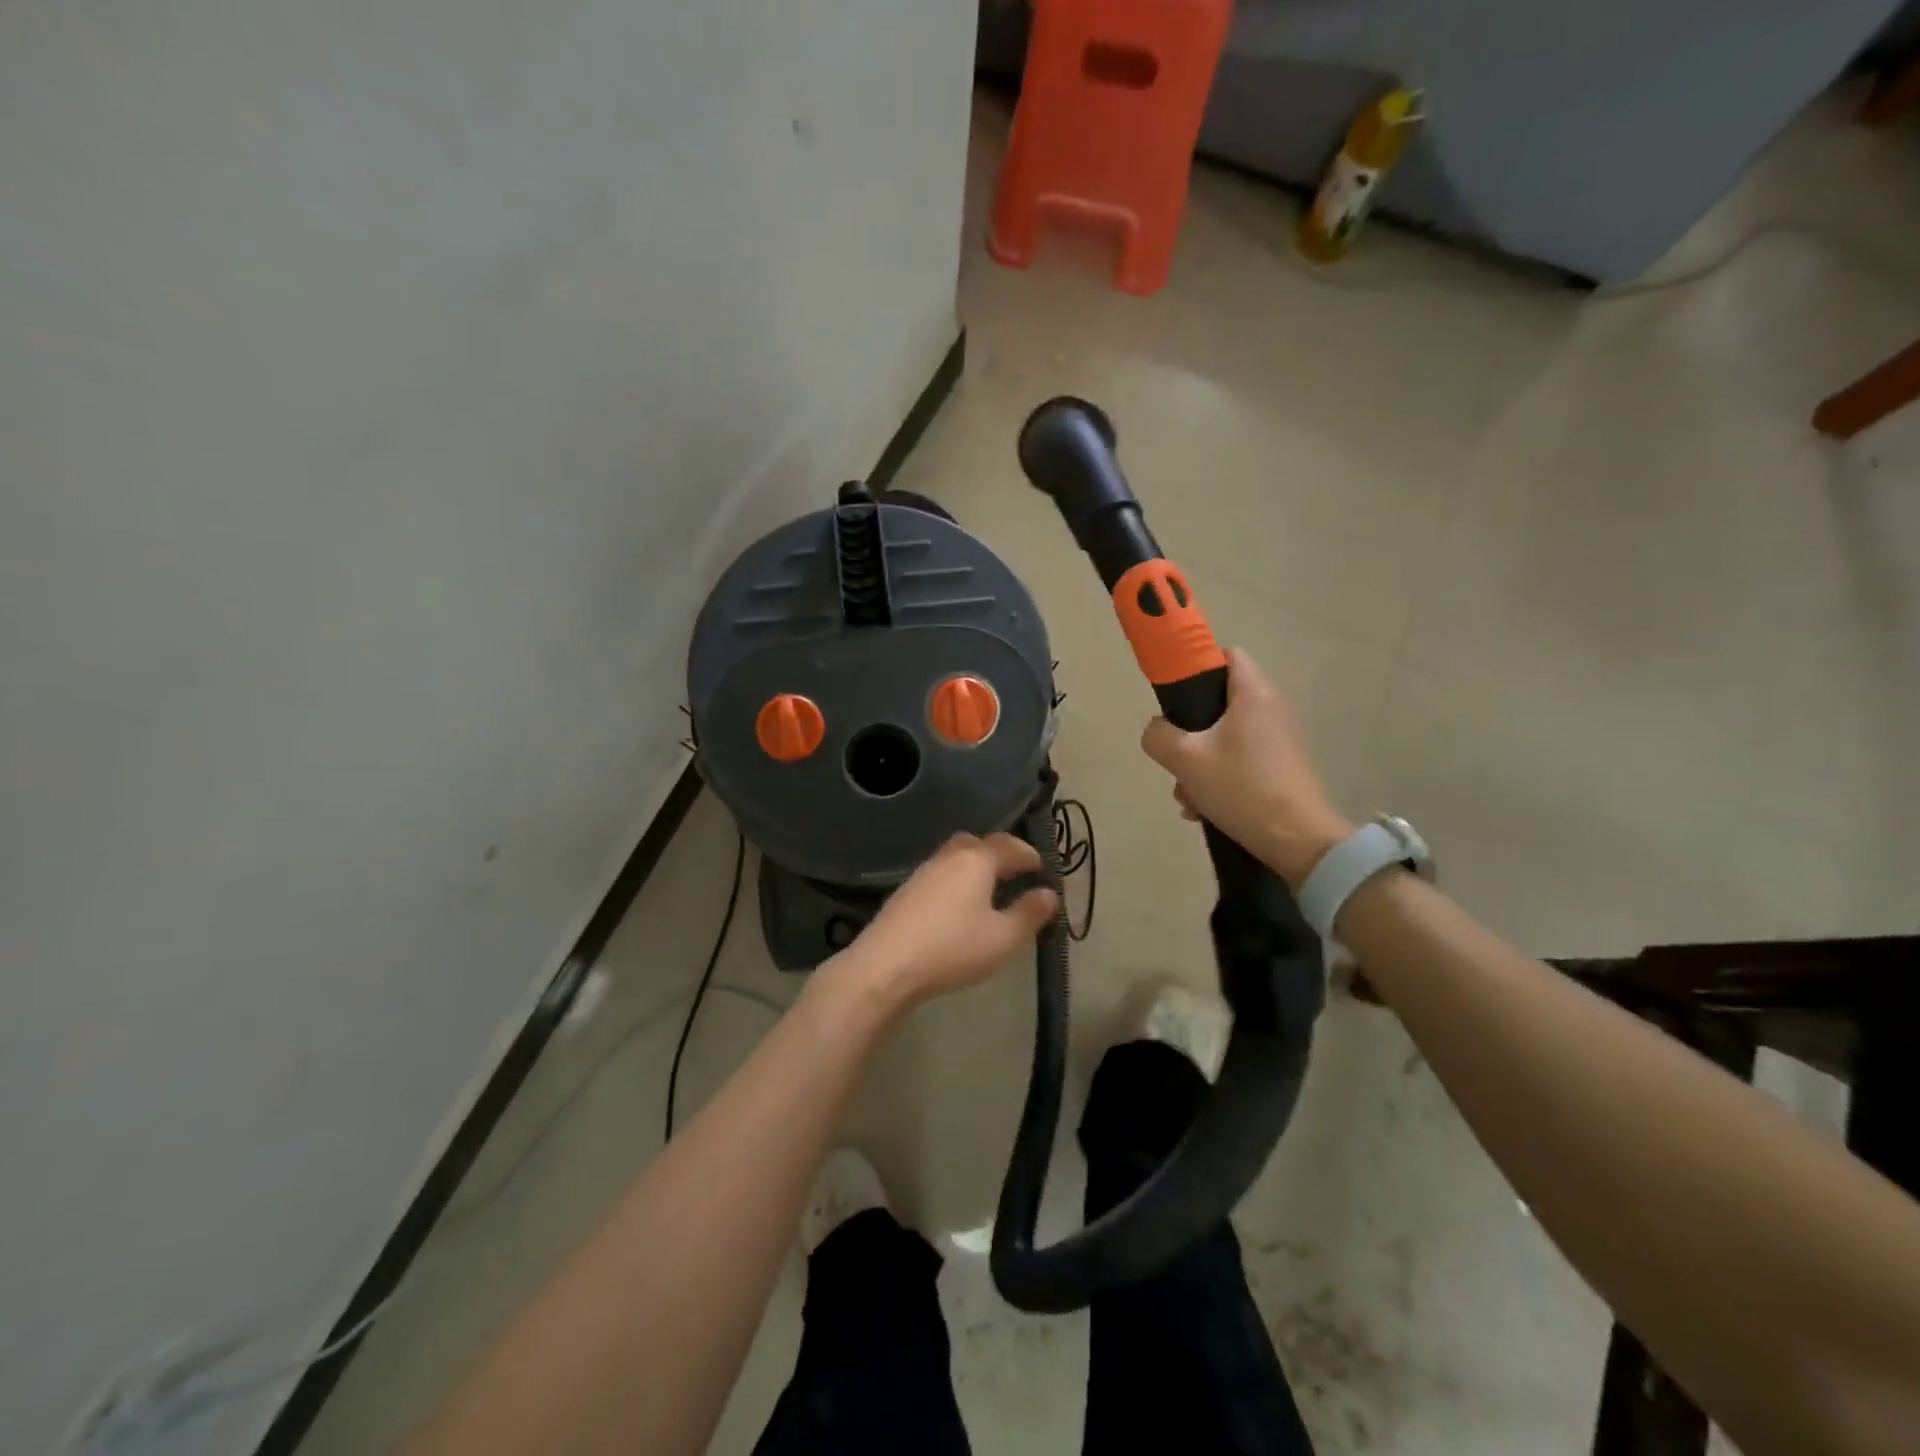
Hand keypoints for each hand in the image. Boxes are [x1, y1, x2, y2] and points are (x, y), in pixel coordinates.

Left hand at [838, 833, 1057, 1008]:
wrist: (886, 965)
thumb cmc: (953, 948)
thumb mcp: (1003, 938)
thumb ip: (1029, 914)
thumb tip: (1049, 894)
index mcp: (977, 860)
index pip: (1009, 845)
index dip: (1029, 854)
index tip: (1042, 868)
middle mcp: (949, 857)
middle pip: (978, 844)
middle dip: (999, 854)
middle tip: (1015, 874)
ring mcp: (923, 872)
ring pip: (956, 858)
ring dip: (975, 868)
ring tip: (989, 892)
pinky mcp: (906, 891)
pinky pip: (940, 875)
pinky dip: (956, 881)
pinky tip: (958, 907)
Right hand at [1140, 648, 1353, 887]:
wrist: (1298, 840)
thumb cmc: (1241, 788)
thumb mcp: (1184, 759)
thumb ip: (1158, 735)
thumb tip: (1158, 729)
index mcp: (1253, 694)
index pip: (1225, 655)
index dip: (1195, 666)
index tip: (1173, 695)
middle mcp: (1271, 709)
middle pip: (1219, 702)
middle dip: (1189, 729)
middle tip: (1175, 752)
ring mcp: (1279, 740)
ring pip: (1224, 737)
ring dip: (1198, 762)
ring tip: (1187, 794)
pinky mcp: (1281, 767)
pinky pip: (1239, 761)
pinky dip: (1218, 778)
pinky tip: (1203, 809)